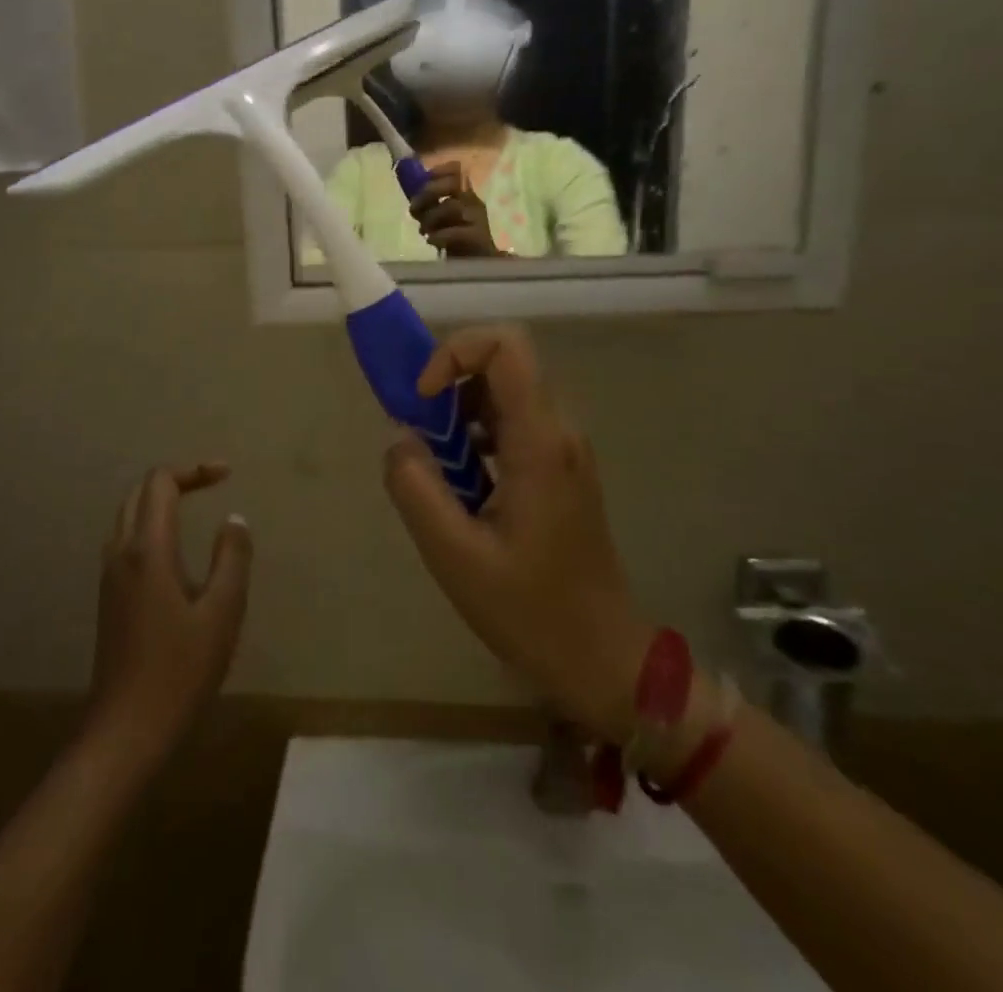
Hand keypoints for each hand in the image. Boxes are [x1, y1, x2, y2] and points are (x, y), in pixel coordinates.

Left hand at [88, 464, 251, 765]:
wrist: (126, 731)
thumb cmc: (180, 671)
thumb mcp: (222, 612)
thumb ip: (232, 559)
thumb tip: (234, 520)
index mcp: (149, 550)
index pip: (161, 483)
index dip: (194, 470)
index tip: (227, 475)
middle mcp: (122, 553)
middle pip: (139, 493)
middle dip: (176, 479)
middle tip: (213, 484)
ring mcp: (110, 577)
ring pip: (128, 516)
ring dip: (160, 501)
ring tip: (196, 508)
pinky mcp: (110, 598)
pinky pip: (127, 541)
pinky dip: (151, 525)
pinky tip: (176, 552)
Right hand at [381, 328, 648, 741]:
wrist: (602, 656)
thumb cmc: (530, 610)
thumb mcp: (455, 555)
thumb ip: (416, 488)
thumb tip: (400, 439)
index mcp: (540, 442)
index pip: (506, 346)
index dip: (454, 353)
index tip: (423, 398)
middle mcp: (559, 431)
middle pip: (504, 363)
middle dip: (451, 383)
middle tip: (420, 434)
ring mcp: (564, 448)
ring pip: (506, 393)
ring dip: (461, 413)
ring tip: (437, 467)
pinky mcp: (560, 467)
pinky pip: (515, 423)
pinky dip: (477, 434)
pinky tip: (463, 484)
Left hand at [410, 164, 500, 255]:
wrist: (477, 265)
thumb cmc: (456, 239)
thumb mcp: (440, 218)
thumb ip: (428, 205)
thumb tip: (411, 194)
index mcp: (464, 194)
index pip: (457, 170)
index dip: (439, 171)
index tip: (424, 180)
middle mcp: (473, 202)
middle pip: (454, 183)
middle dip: (429, 193)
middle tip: (415, 209)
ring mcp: (478, 219)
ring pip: (452, 206)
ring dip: (431, 218)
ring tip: (424, 231)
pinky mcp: (478, 238)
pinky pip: (456, 232)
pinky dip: (439, 236)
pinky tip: (432, 241)